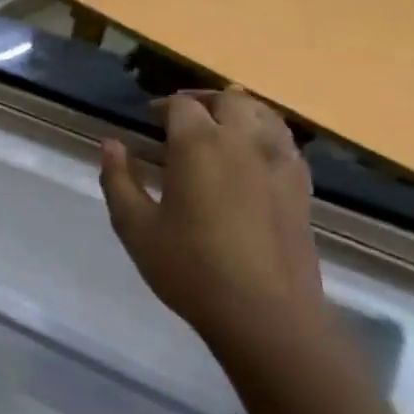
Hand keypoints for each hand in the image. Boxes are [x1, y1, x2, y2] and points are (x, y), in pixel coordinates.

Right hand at [99, 91, 324, 349]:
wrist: (265, 313)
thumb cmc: (190, 268)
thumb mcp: (135, 227)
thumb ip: (119, 180)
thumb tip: (111, 144)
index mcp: (199, 145)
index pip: (180, 106)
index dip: (161, 107)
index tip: (146, 121)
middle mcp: (244, 141)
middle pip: (228, 99)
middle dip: (202, 102)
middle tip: (181, 119)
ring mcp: (279, 161)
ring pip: (263, 114)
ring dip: (238, 112)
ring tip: (218, 129)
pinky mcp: (302, 186)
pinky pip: (285, 142)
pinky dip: (264, 135)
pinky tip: (250, 158)